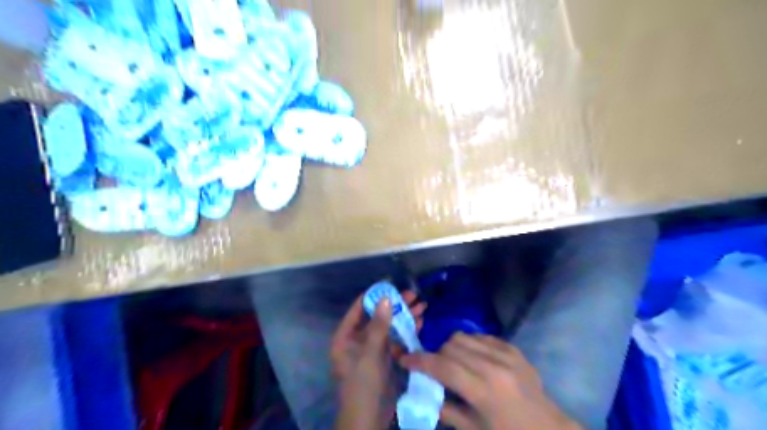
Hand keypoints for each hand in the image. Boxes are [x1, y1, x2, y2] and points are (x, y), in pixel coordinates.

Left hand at [330, 288, 425, 428]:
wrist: (369, 419)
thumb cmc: (362, 384)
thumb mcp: (369, 354)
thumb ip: (378, 326)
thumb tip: (385, 299)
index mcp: (346, 336)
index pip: (359, 309)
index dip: (374, 296)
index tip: (391, 285)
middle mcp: (358, 339)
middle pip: (377, 317)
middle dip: (395, 306)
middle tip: (413, 295)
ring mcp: (372, 349)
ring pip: (389, 327)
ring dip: (404, 317)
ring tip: (422, 305)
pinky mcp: (385, 358)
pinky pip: (395, 340)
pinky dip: (407, 331)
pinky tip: (420, 322)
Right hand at [402, 333, 581, 428]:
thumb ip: (445, 409)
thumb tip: (421, 391)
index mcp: (484, 391)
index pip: (443, 367)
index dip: (420, 361)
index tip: (405, 359)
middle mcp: (494, 366)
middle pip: (451, 346)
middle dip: (435, 355)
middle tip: (433, 369)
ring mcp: (506, 354)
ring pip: (463, 337)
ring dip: (451, 348)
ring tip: (453, 364)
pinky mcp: (513, 348)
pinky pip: (481, 336)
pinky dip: (470, 345)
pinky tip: (473, 360)